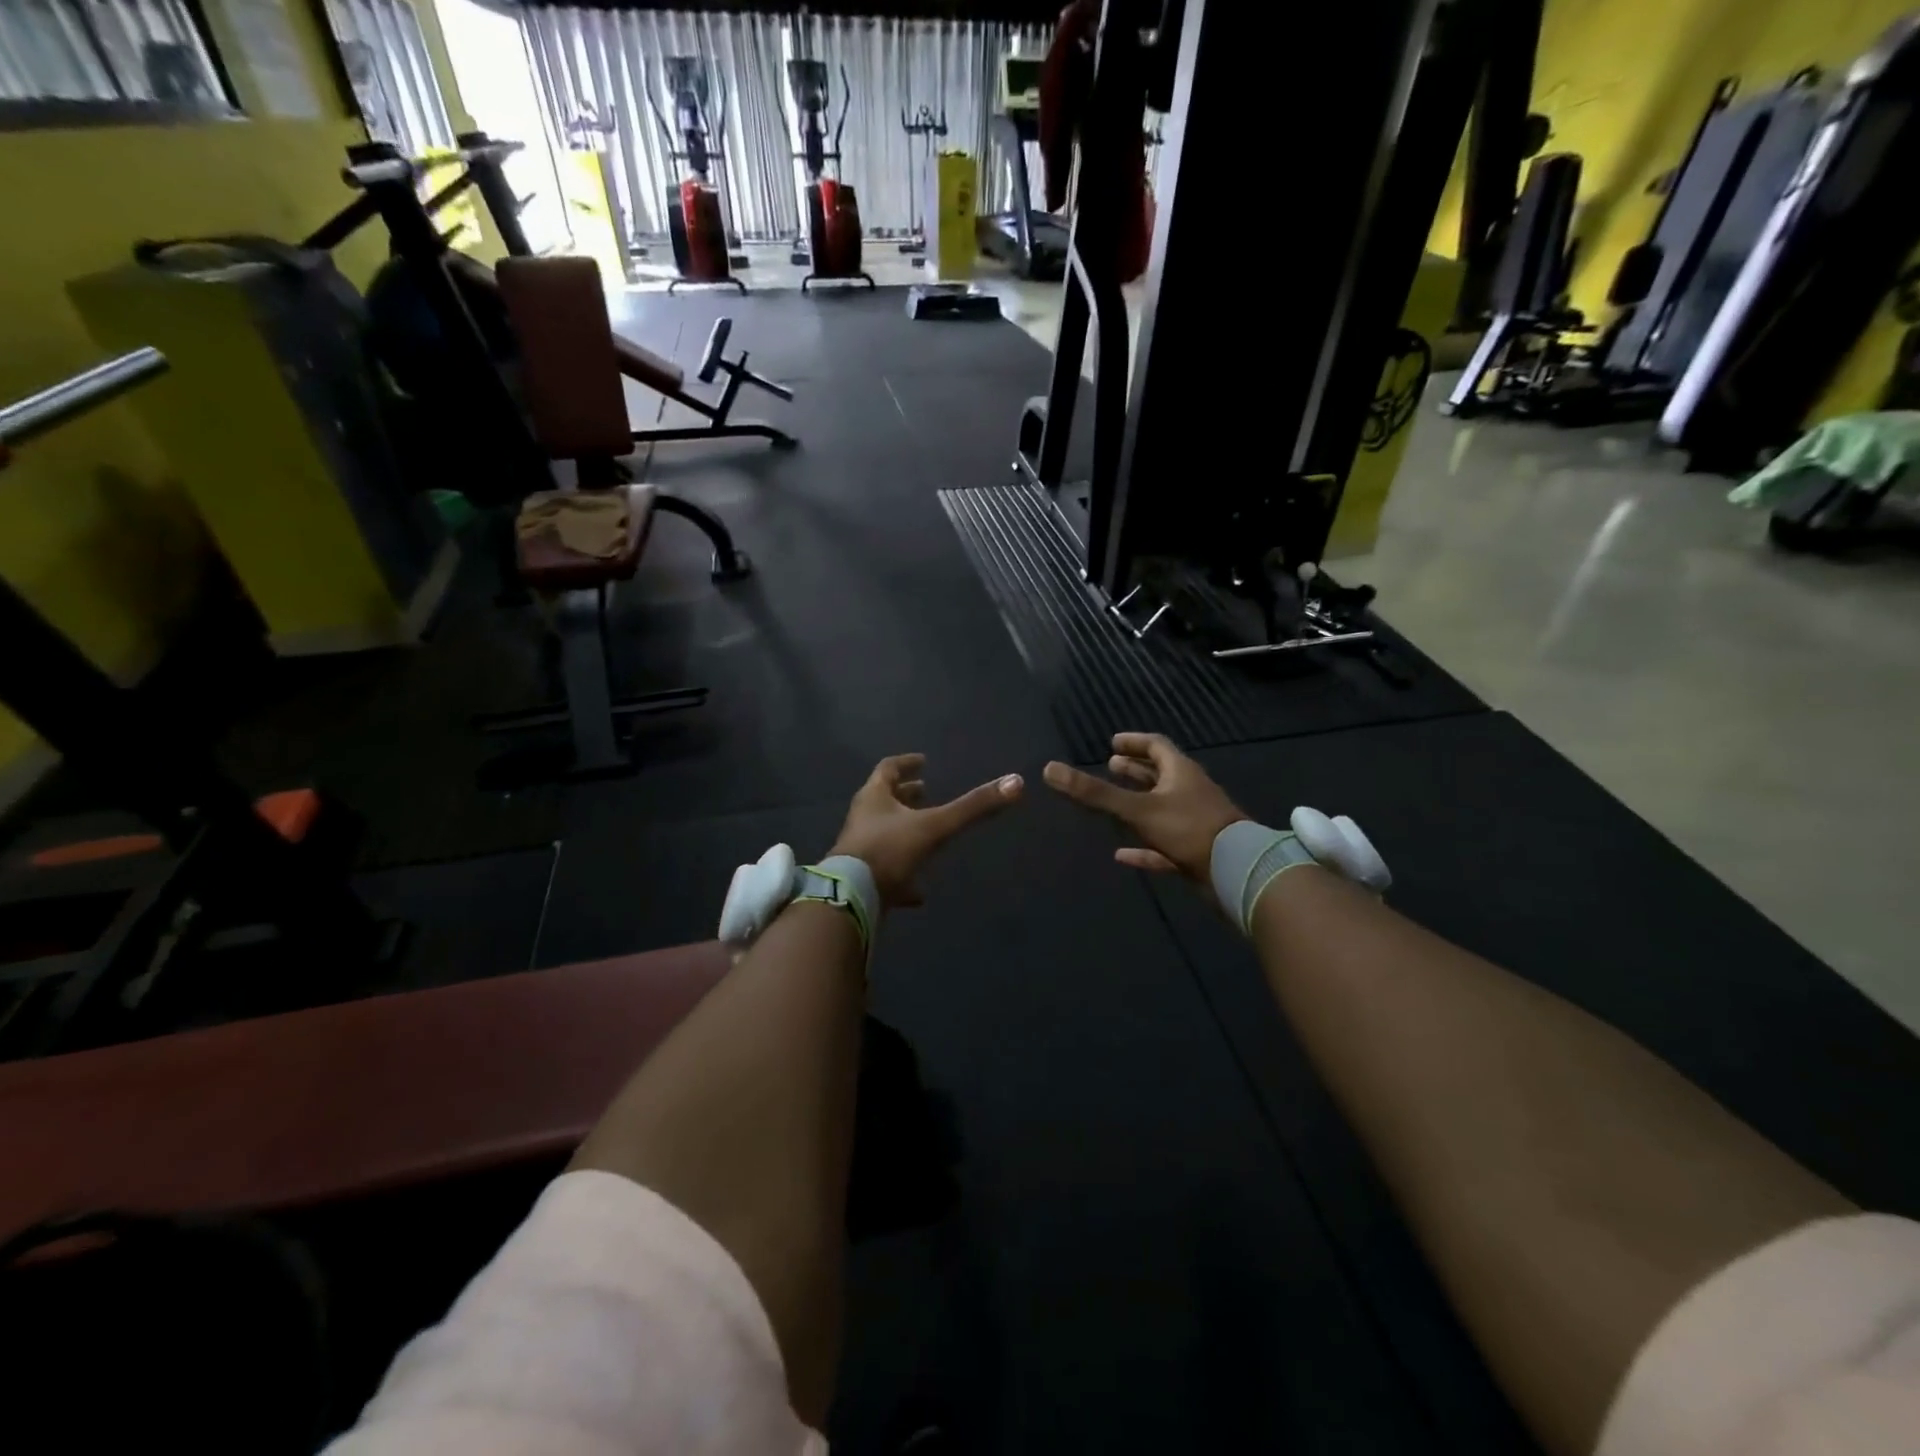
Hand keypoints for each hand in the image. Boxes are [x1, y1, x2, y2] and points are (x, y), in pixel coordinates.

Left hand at [830, 754, 1024, 908]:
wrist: (851, 898)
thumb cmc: (889, 851)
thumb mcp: (936, 827)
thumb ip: (973, 807)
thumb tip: (1016, 781)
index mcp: (874, 798)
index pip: (888, 769)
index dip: (906, 763)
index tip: (922, 761)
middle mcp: (864, 819)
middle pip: (883, 800)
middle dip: (905, 795)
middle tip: (925, 791)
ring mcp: (860, 850)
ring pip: (883, 834)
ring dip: (903, 831)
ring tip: (926, 833)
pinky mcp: (861, 879)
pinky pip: (884, 872)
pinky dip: (903, 877)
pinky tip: (920, 892)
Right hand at [1044, 733, 1248, 883]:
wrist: (1237, 872)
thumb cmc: (1188, 829)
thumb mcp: (1137, 809)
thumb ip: (1094, 793)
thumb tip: (1048, 769)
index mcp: (1180, 772)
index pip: (1156, 746)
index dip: (1133, 742)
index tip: (1112, 743)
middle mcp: (1189, 792)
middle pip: (1160, 775)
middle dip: (1135, 771)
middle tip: (1110, 766)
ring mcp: (1194, 823)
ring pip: (1162, 808)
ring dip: (1138, 805)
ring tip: (1112, 805)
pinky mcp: (1195, 852)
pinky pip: (1164, 845)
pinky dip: (1143, 847)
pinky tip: (1122, 855)